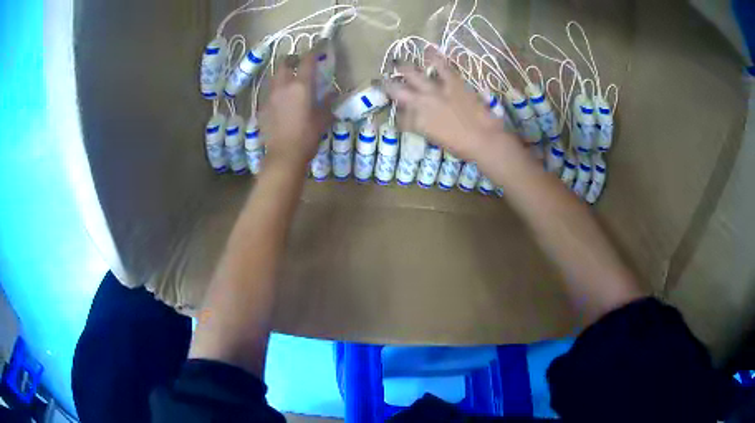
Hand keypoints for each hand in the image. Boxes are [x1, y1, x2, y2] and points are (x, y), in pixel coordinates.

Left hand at [259, 46, 334, 170]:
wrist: (284, 156)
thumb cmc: (307, 136)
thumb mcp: (323, 119)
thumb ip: (328, 102)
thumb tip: (333, 93)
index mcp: (301, 86)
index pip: (307, 60)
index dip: (314, 50)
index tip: (319, 45)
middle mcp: (283, 86)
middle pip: (284, 63)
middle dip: (292, 59)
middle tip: (300, 63)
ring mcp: (270, 97)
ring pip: (275, 77)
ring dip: (283, 74)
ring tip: (290, 81)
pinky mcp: (262, 108)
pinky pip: (269, 93)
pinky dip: (277, 91)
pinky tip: (282, 101)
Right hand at [384, 52, 518, 161]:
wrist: (483, 139)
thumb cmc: (461, 146)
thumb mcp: (435, 138)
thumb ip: (422, 126)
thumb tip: (415, 118)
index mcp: (416, 122)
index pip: (399, 117)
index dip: (396, 113)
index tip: (395, 110)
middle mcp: (419, 103)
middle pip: (396, 90)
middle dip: (386, 85)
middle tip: (380, 80)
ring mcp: (435, 90)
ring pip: (412, 74)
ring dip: (402, 67)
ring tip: (396, 62)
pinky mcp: (452, 82)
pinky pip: (441, 65)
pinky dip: (434, 56)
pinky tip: (427, 49)